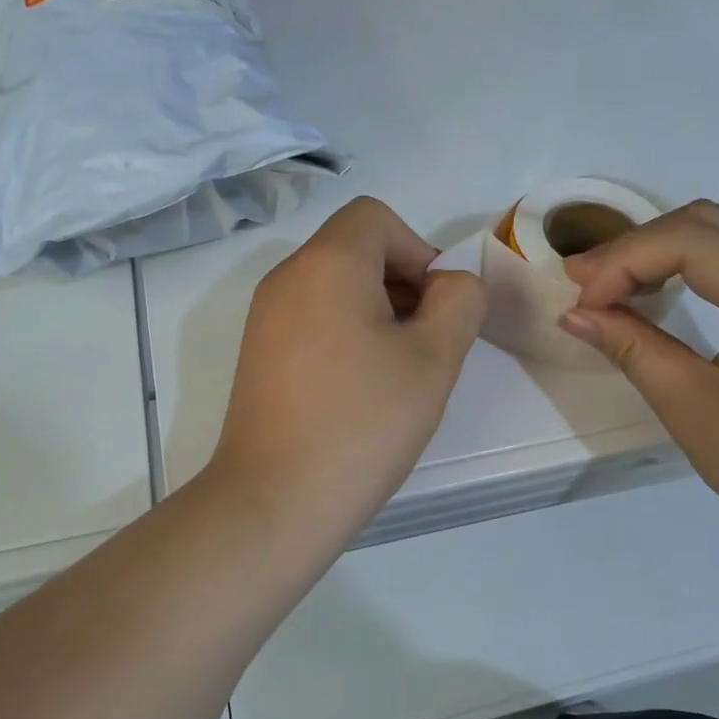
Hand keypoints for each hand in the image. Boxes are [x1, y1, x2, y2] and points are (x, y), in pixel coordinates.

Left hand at [211, 196, 485, 548]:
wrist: (276, 500)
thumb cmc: (362, 422)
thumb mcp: (435, 358)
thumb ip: (459, 301)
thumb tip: (447, 285)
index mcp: (327, 263)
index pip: (376, 218)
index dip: (418, 250)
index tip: (434, 308)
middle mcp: (287, 277)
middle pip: (354, 248)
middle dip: (401, 282)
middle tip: (424, 344)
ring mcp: (265, 316)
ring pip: (333, 285)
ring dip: (376, 310)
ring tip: (395, 371)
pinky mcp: (258, 353)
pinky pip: (311, 317)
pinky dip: (344, 332)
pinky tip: (359, 388)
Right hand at [558, 200, 718, 543]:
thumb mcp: (693, 408)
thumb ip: (632, 348)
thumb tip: (574, 314)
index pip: (689, 240)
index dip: (622, 262)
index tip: (578, 304)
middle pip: (710, 224)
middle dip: (638, 248)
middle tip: (585, 287)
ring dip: (669, 249)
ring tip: (622, 286)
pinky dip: (704, 262)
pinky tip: (679, 289)